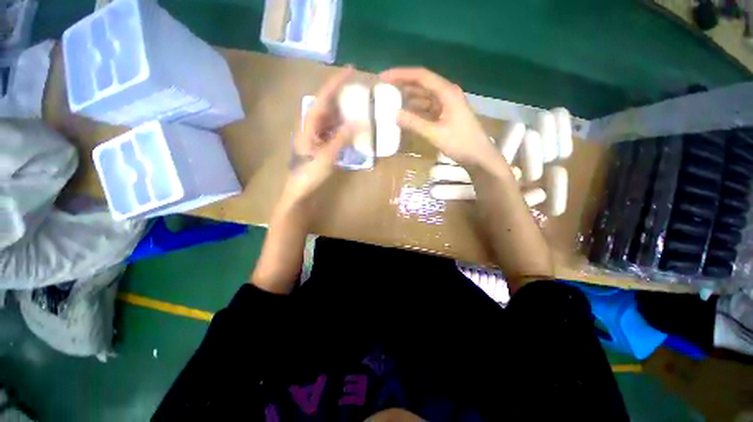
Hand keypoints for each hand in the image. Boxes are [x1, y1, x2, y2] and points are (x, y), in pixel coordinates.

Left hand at [281, 66, 353, 209]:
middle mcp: (311, 125)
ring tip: (359, 108)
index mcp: (309, 124)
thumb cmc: (309, 173)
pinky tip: (352, 129)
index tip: (351, 70)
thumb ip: (341, 138)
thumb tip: (357, 122)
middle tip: (360, 92)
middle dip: (342, 97)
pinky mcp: (319, 144)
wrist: (299, 190)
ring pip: (330, 118)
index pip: (323, 97)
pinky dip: (342, 128)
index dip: (336, 83)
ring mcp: (315, 135)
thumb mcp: (327, 155)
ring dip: (344, 113)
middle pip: (327, 105)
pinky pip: (332, 130)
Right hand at [380, 67, 497, 168]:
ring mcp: (447, 104)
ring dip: (408, 97)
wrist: (479, 156)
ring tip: (390, 100)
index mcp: (447, 92)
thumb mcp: (435, 133)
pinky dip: (415, 109)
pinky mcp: (446, 114)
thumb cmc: (460, 143)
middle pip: (422, 83)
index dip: (401, 74)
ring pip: (424, 96)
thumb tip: (393, 114)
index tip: (383, 77)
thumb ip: (414, 123)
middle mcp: (447, 93)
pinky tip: (405, 114)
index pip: (421, 76)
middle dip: (403, 84)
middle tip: (384, 89)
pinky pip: (427, 108)